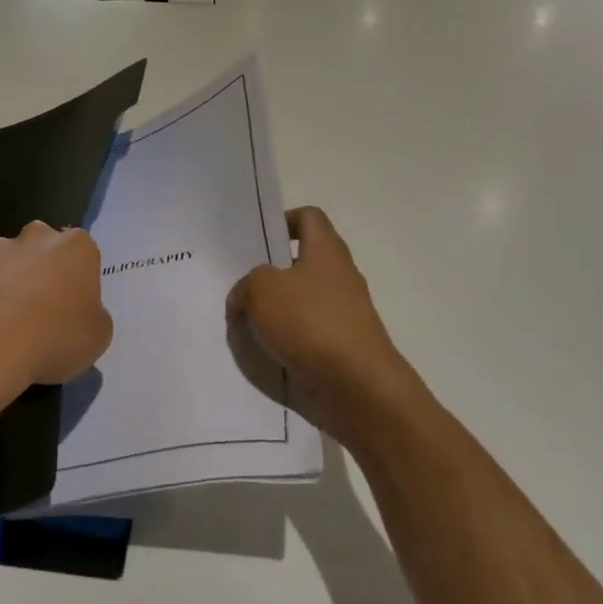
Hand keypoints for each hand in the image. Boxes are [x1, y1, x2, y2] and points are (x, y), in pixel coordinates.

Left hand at [0, 222, 113, 393]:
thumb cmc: (55, 336)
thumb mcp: (98, 337)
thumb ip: (94, 317)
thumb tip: (82, 314)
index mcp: (77, 247)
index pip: (84, 254)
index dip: (80, 281)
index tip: (76, 308)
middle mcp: (38, 238)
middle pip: (45, 248)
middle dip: (45, 270)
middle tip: (45, 310)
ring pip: (11, 263)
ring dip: (13, 283)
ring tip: (11, 324)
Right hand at [226, 207, 430, 452]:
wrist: (359, 386)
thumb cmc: (311, 323)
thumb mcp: (261, 290)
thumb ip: (246, 285)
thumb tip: (243, 297)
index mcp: (327, 250)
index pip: (309, 217)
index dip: (284, 220)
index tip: (259, 241)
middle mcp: (340, 275)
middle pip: (304, 261)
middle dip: (272, 272)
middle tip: (242, 284)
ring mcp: (346, 312)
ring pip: (304, 299)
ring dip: (277, 309)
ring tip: (247, 322)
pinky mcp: (344, 345)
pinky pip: (309, 332)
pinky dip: (289, 339)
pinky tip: (266, 351)